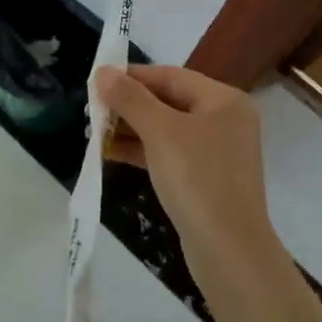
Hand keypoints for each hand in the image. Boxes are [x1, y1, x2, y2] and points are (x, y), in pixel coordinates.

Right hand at [94, 64, 284, 289]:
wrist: (229, 249)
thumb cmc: (197, 178)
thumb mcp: (160, 132)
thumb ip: (130, 98)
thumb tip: (103, 72)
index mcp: (223, 100)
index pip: (169, 76)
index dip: (131, 76)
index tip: (96, 81)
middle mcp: (224, 120)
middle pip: (168, 101)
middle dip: (128, 105)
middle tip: (92, 110)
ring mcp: (217, 151)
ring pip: (166, 129)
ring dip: (131, 129)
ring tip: (95, 133)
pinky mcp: (206, 178)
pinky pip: (169, 154)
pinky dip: (143, 151)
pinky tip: (111, 154)